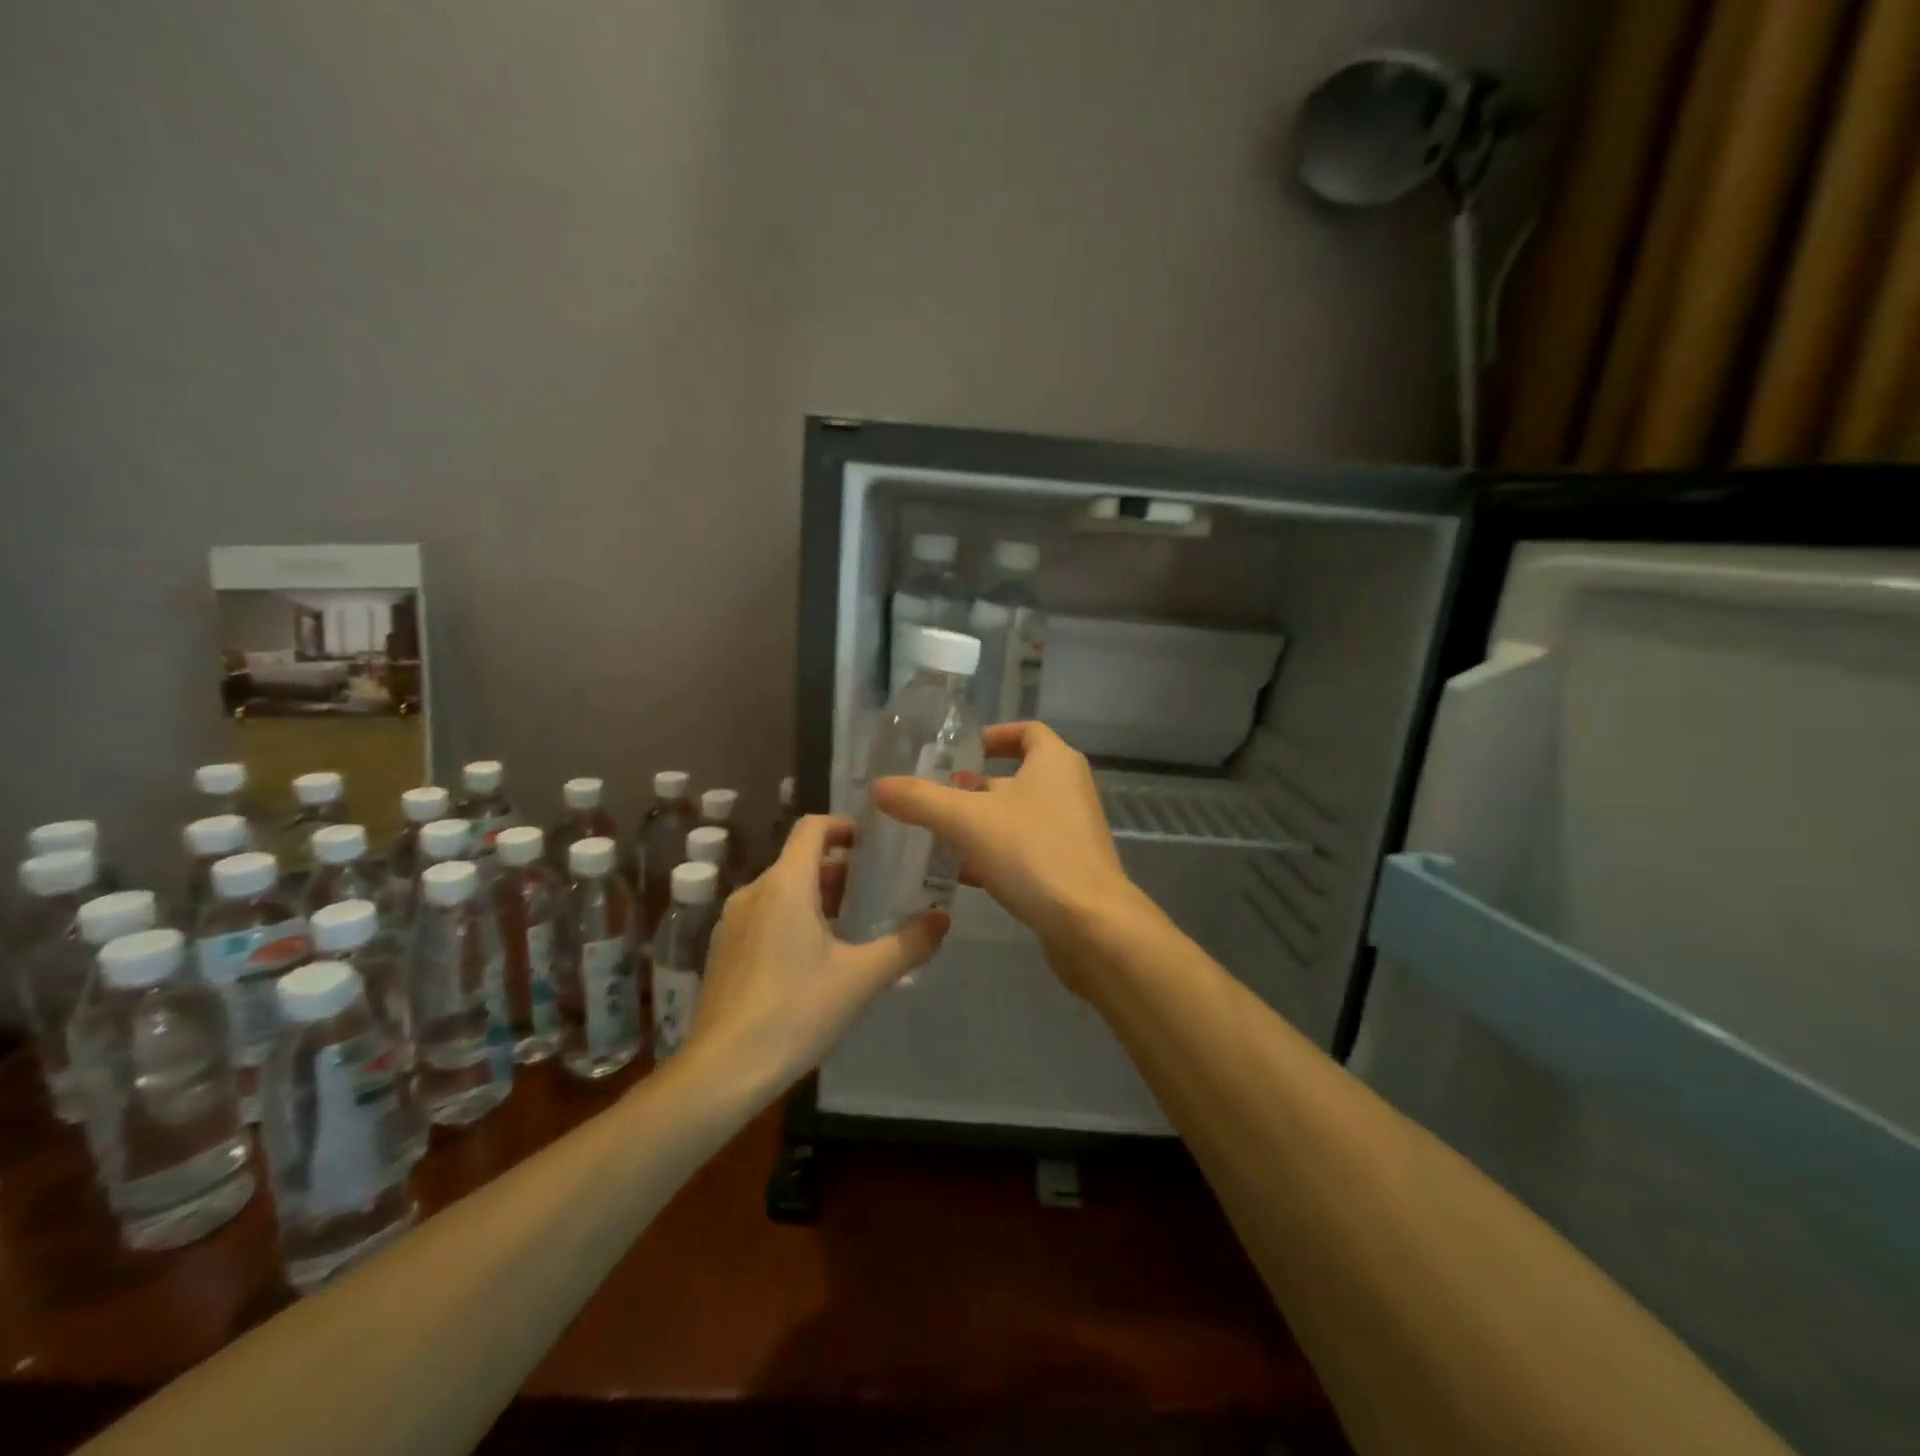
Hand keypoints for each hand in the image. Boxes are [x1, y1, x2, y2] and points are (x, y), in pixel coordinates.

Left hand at [681, 814, 947, 1092]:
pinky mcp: (724, 951)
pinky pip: (765, 917)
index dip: (845, 826)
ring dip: (819, 898)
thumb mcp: (861, 979)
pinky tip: (816, 960)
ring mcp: (732, 922)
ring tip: (855, 927)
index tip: (877, 843)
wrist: (721, 1072)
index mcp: (785, 885)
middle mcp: (754, 892)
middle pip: (801, 861)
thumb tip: (942, 918)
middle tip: (880, 891)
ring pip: (783, 891)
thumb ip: (907, 944)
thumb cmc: (795, 1012)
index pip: (813, 827)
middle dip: (842, 870)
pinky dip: (794, 919)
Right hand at [870, 722, 1148, 984]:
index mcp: (1054, 763)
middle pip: (1016, 777)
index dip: (993, 736)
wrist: (1091, 926)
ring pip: (1016, 818)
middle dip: (974, 787)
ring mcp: (1071, 831)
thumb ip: (921, 800)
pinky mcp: (1067, 868)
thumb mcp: (968, 820)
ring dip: (980, 824)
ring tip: (936, 837)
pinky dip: (993, 856)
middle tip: (933, 798)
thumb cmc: (1034, 854)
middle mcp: (1067, 790)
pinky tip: (960, 874)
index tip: (960, 752)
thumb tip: (879, 786)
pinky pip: (1023, 851)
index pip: (1026, 731)